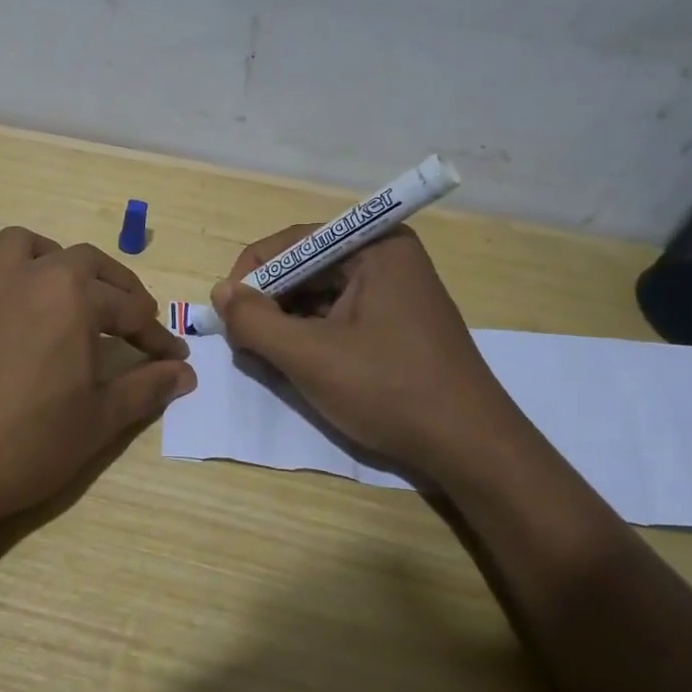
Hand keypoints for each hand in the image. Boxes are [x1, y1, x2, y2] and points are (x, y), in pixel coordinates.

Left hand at [0, 227, 194, 543]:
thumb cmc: (30, 443)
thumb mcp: (99, 420)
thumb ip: (145, 389)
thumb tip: (184, 373)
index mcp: (73, 298)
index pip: (130, 311)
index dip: (157, 338)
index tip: (175, 360)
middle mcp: (30, 280)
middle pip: (82, 261)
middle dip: (115, 285)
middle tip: (132, 320)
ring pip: (16, 247)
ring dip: (43, 255)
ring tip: (59, 283)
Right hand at [210, 225, 529, 481]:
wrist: (472, 449)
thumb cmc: (390, 391)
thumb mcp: (310, 357)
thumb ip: (255, 321)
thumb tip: (219, 292)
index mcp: (375, 246)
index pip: (293, 242)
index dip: (251, 275)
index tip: (227, 316)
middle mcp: (387, 257)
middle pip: (305, 268)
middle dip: (269, 303)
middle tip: (244, 343)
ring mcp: (395, 290)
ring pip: (319, 294)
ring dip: (286, 324)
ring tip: (268, 358)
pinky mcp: (396, 322)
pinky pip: (339, 315)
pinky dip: (311, 336)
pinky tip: (298, 365)